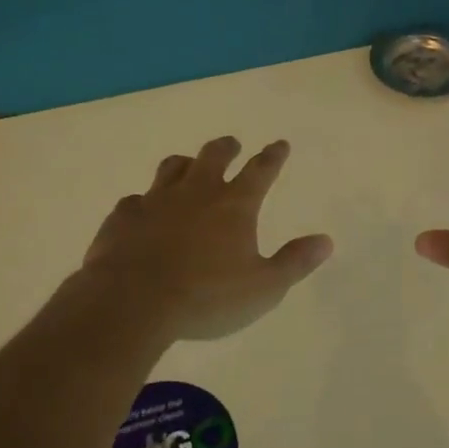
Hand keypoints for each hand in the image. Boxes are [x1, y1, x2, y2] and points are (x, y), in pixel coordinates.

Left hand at [75, 136, 332, 341]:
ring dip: (185, 163)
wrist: (131, 303)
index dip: (273, 156)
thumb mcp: (263, 288)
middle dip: (227, 148)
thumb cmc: (206, 297)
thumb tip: (325, 241)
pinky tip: (142, 211)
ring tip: (188, 165)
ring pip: (172, 167)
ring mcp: (156, 201)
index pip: (260, 170)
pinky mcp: (123, 217)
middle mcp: (196, 192)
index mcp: (234, 205)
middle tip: (232, 144)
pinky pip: (135, 200)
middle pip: (213, 156)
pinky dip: (145, 202)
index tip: (280, 144)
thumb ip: (294, 262)